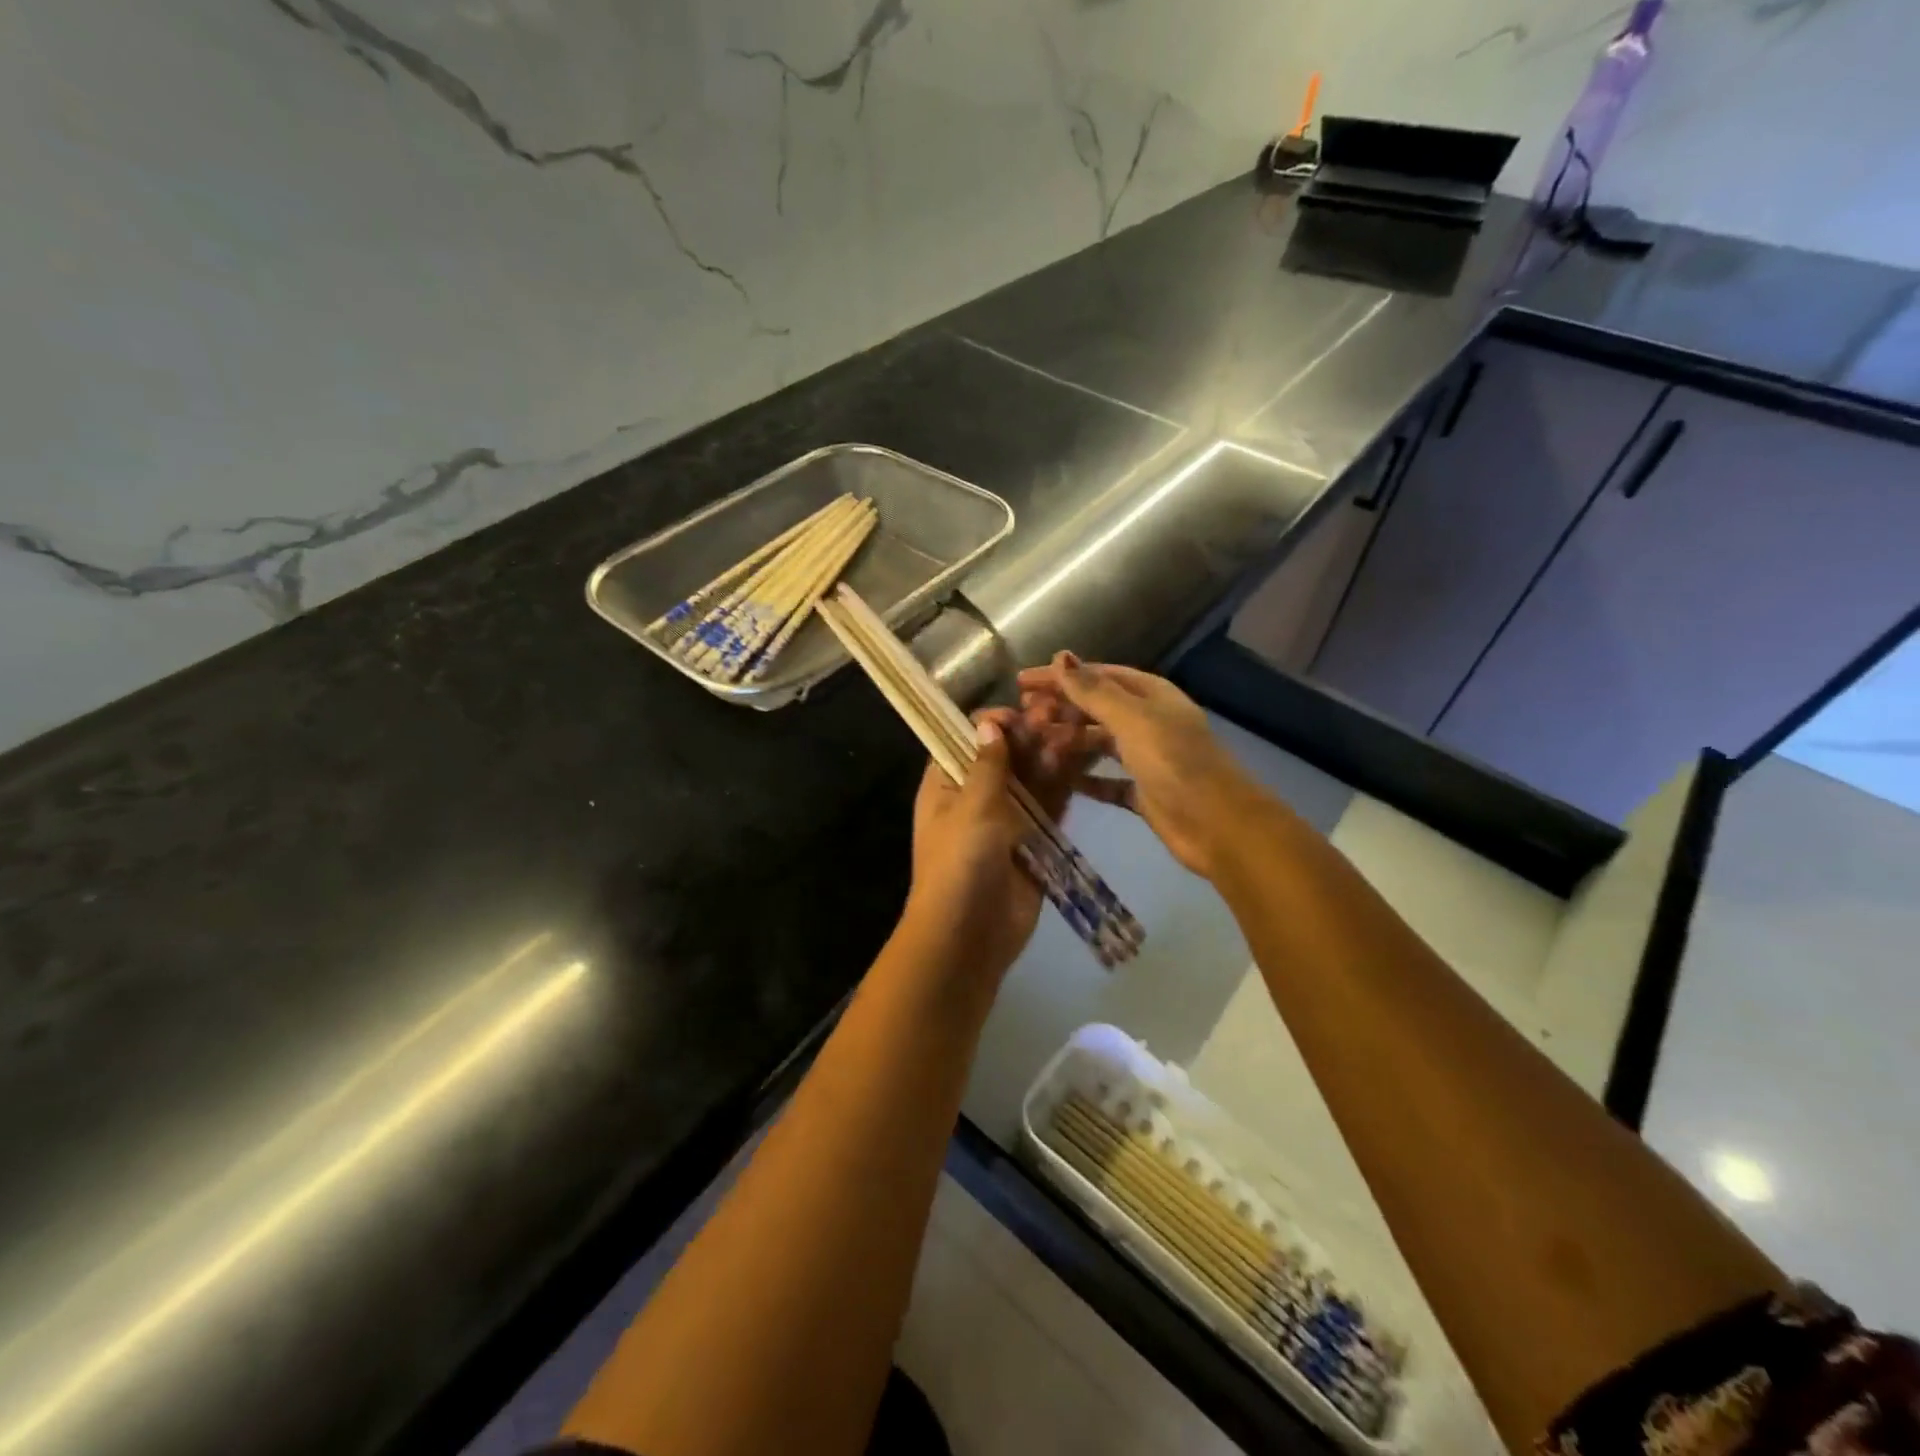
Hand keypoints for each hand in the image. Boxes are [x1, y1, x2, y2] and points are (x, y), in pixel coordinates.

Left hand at [903, 710, 1092, 979]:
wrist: (968, 936)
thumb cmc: (959, 864)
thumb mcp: (970, 807)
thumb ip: (988, 764)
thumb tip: (988, 723)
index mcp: (946, 783)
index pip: (967, 738)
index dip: (994, 723)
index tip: (1023, 715)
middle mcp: (974, 796)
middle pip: (1005, 756)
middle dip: (1031, 736)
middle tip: (1062, 718)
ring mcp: (1005, 819)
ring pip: (1031, 778)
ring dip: (1051, 757)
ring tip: (1077, 733)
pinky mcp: (1032, 841)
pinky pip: (1049, 806)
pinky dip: (1063, 787)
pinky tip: (1084, 763)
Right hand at [1015, 653, 1260, 879]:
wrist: (1219, 825)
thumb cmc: (1175, 764)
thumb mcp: (1133, 720)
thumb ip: (1094, 692)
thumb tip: (1061, 656)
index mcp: (1151, 696)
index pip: (1098, 676)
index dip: (1061, 677)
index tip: (1022, 683)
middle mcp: (1148, 722)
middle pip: (1097, 708)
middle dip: (1061, 709)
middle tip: (1023, 717)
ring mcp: (1146, 758)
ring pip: (1099, 743)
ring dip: (1069, 742)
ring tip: (1036, 746)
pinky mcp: (1143, 792)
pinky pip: (1106, 780)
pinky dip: (1085, 778)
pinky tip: (1060, 780)